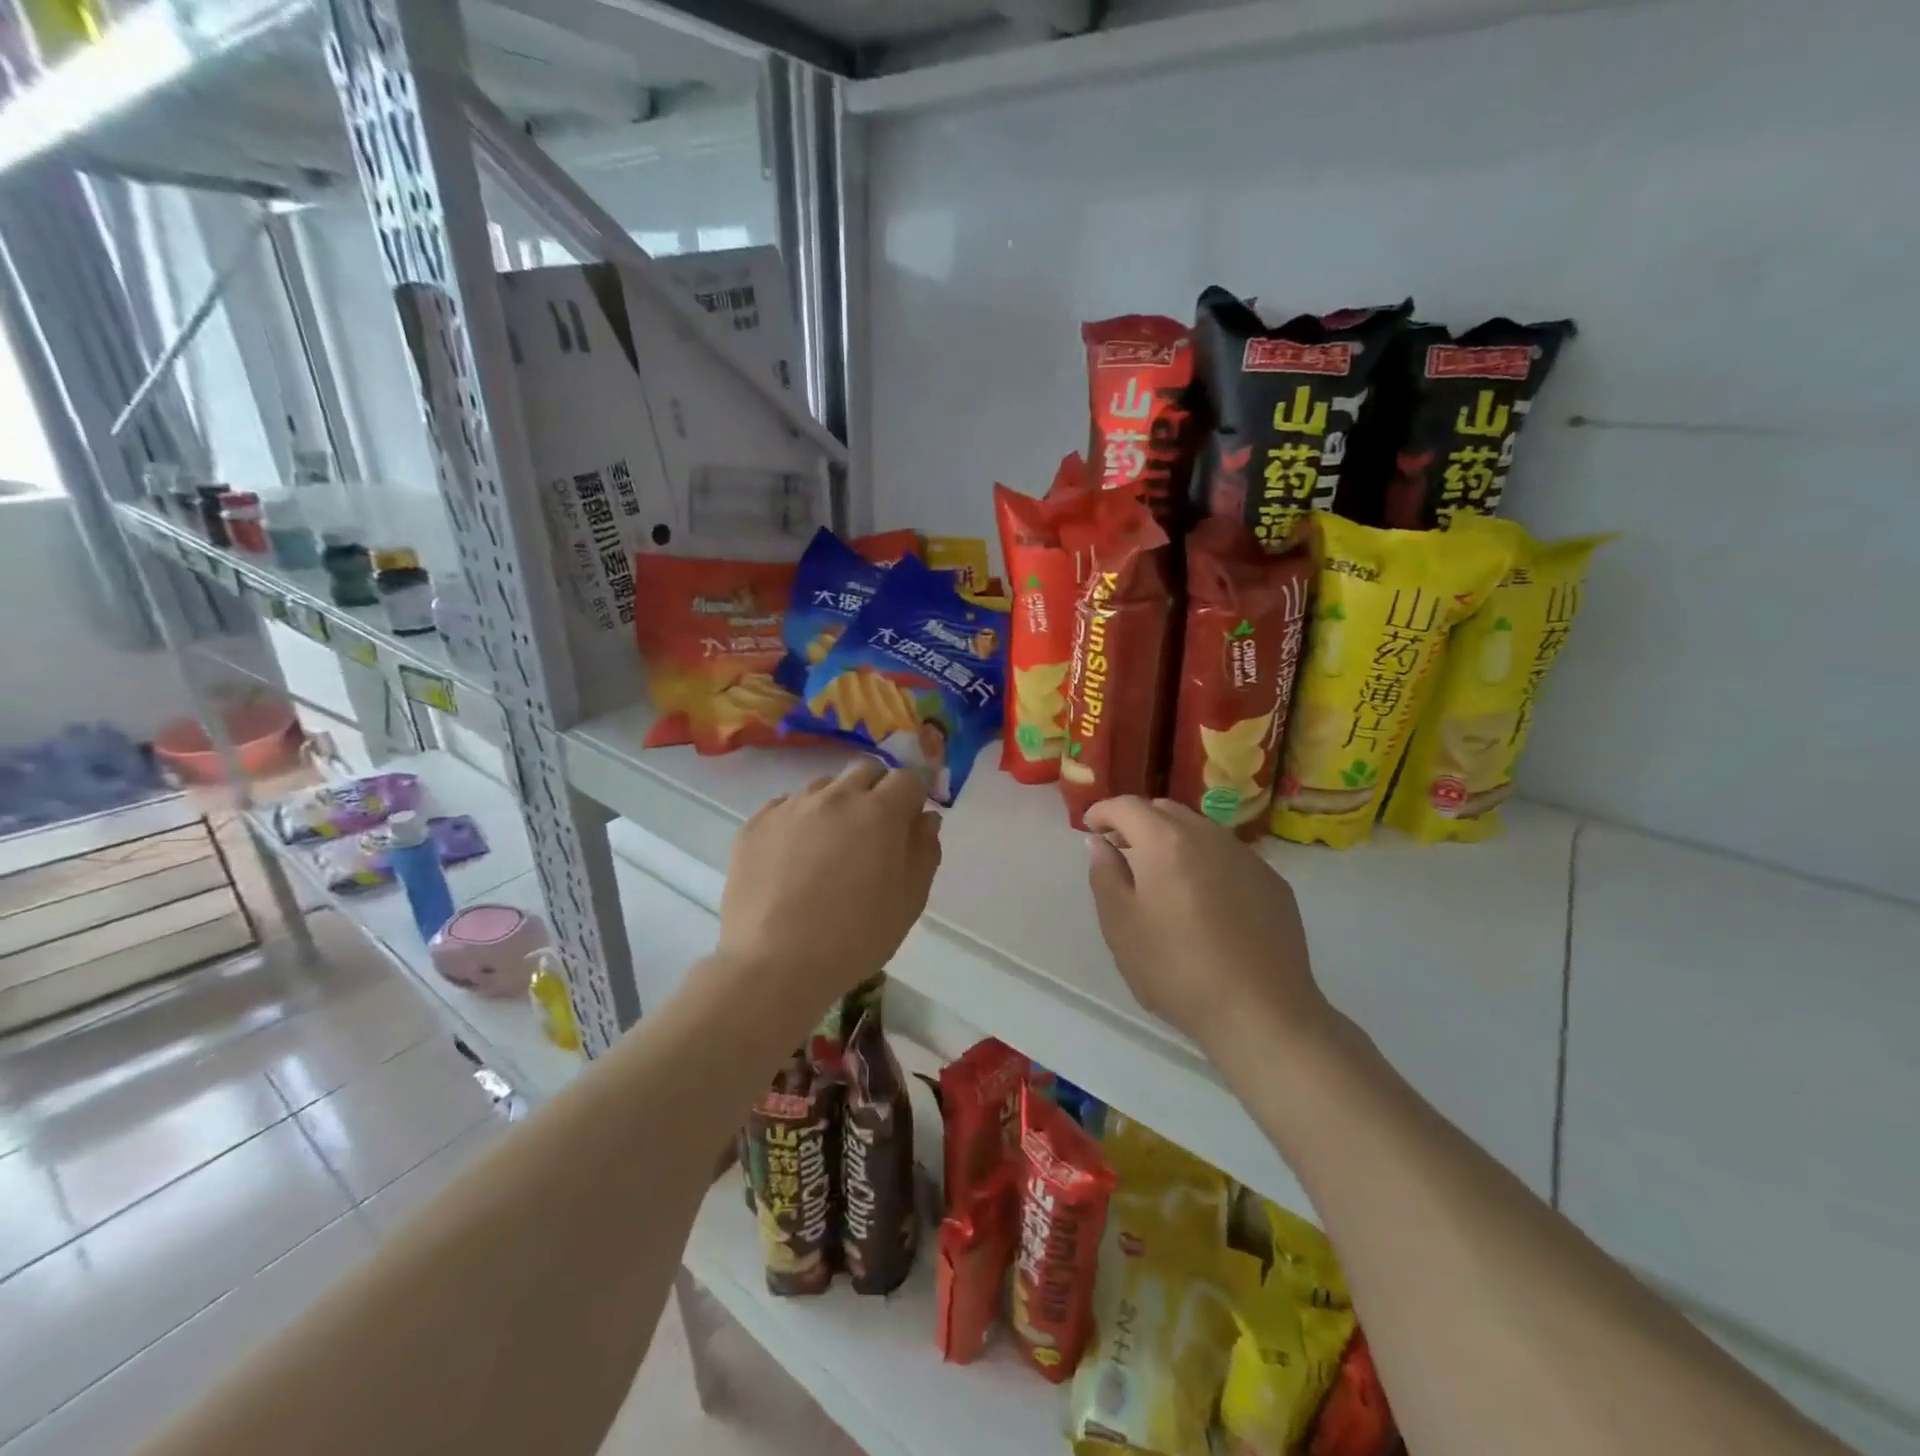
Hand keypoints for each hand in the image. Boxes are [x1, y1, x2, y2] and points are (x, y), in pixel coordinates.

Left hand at [717, 759, 941, 1034]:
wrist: (775, 964)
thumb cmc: (856, 937)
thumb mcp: (910, 901)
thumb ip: (924, 851)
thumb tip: (925, 819)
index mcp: (880, 812)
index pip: (908, 779)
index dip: (913, 798)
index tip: (909, 823)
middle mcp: (836, 797)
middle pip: (866, 771)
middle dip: (877, 791)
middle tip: (873, 832)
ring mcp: (791, 806)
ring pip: (824, 787)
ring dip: (837, 805)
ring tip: (829, 848)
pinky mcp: (756, 823)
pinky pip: (786, 807)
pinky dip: (799, 821)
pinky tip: (794, 859)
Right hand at [1084, 796, 1331, 1055]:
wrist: (1261, 1012)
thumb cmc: (1176, 969)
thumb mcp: (1121, 926)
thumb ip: (1105, 875)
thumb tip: (1100, 843)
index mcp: (1166, 841)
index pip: (1128, 806)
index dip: (1103, 811)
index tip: (1090, 826)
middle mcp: (1209, 836)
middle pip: (1166, 811)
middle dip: (1138, 822)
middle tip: (1121, 850)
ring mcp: (1247, 857)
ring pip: (1201, 830)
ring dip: (1173, 839)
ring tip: (1162, 874)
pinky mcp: (1273, 882)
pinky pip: (1229, 856)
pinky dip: (1206, 861)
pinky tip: (1204, 899)